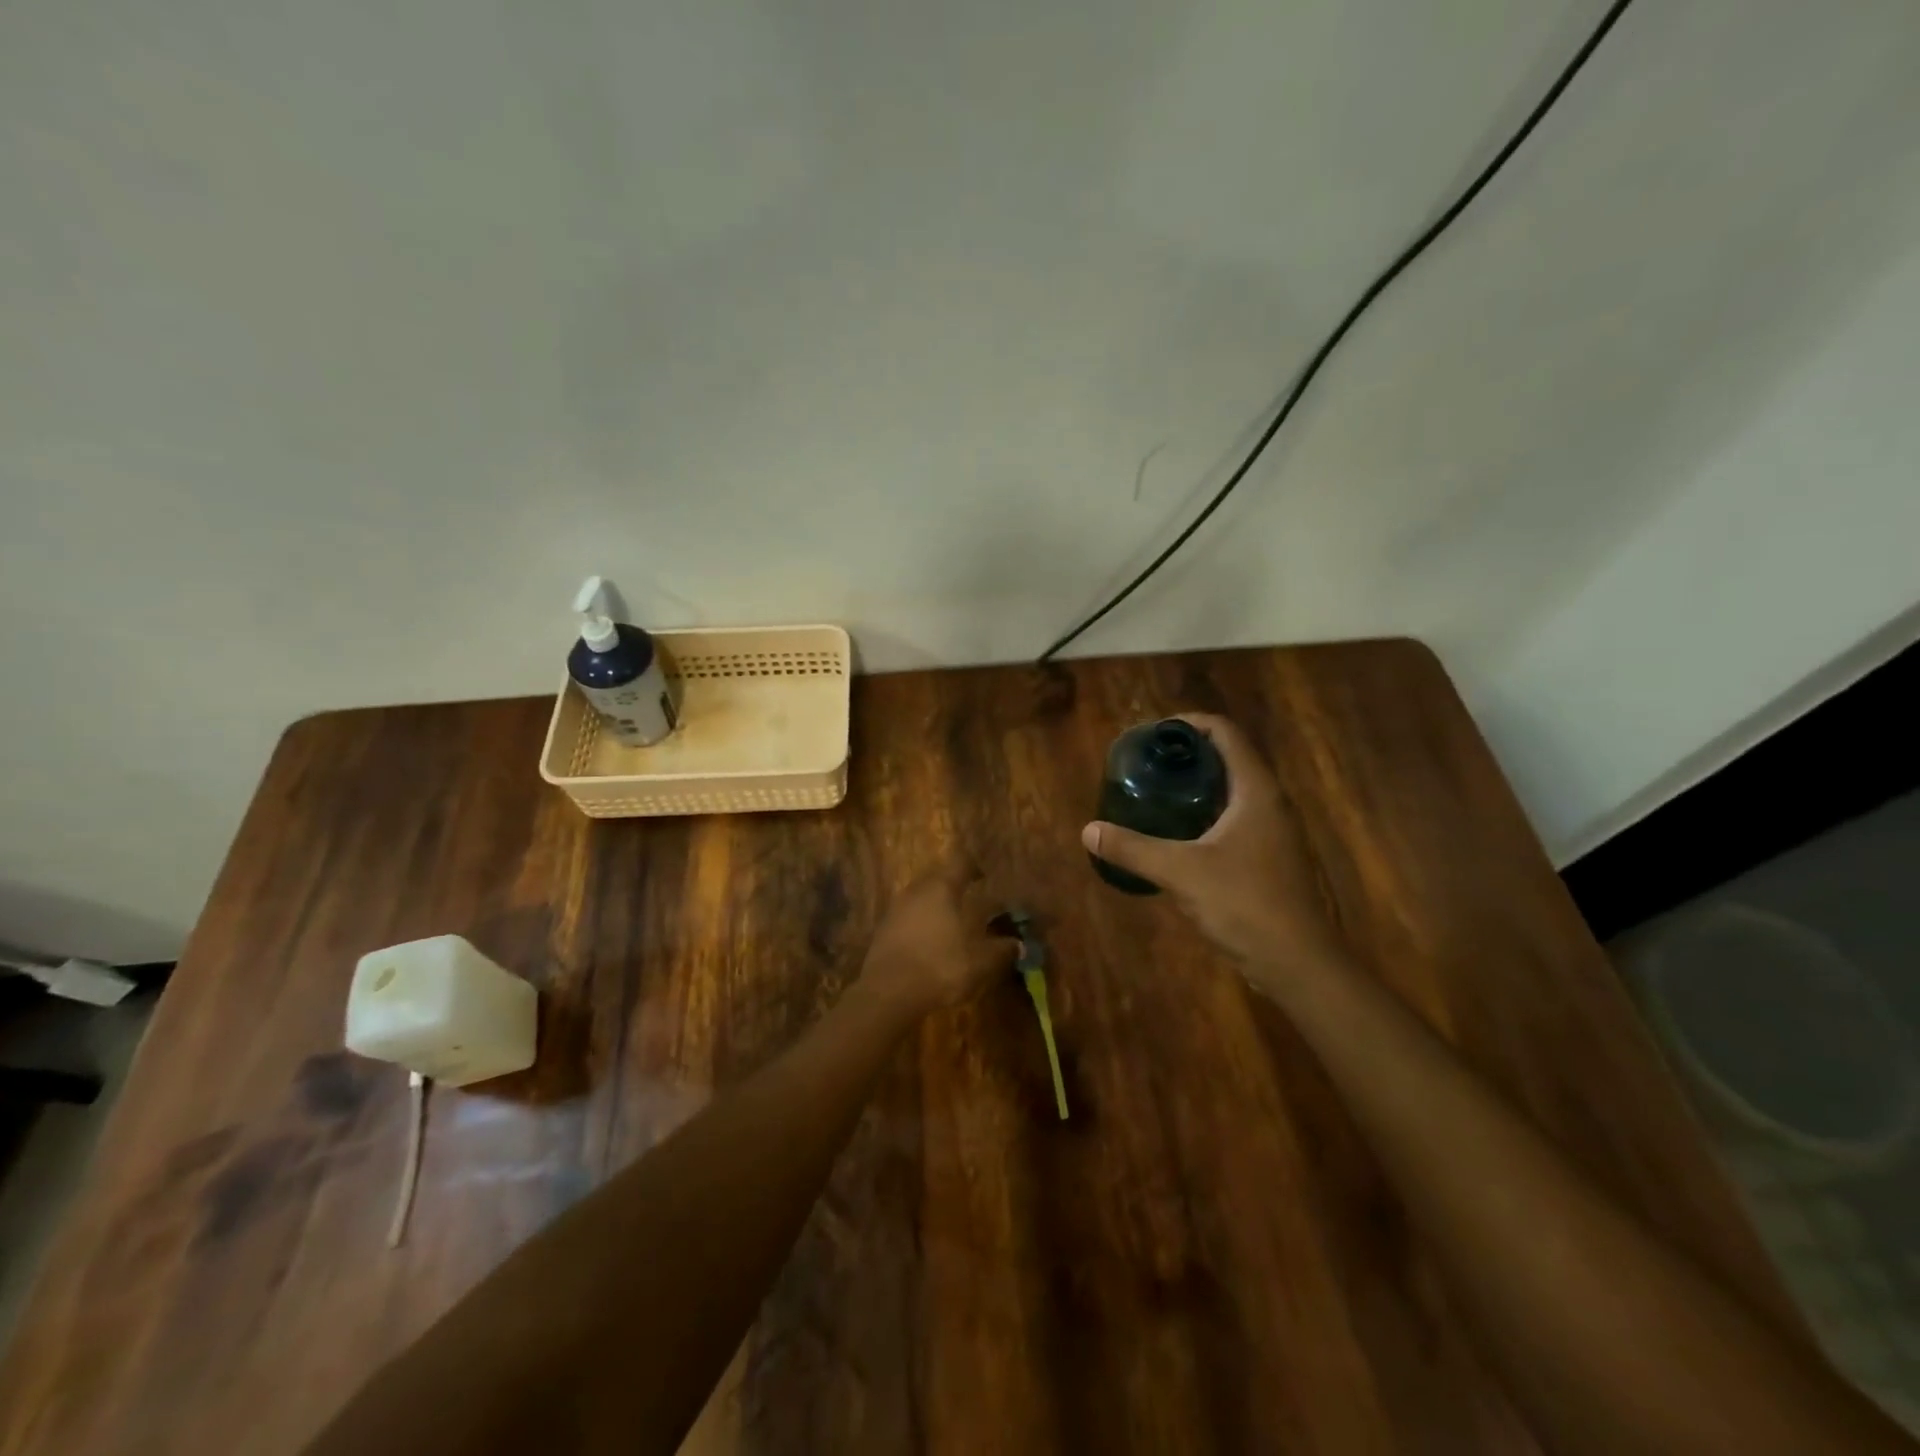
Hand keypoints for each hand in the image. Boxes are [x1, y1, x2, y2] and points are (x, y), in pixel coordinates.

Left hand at [860, 867, 1019, 1016]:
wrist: (889, 992)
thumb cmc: (940, 966)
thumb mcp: (980, 961)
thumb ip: (1001, 950)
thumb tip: (1019, 945)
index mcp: (942, 888)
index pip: (960, 863)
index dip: (973, 866)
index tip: (984, 876)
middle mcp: (917, 890)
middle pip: (937, 877)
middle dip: (953, 885)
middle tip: (970, 898)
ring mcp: (896, 908)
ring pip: (920, 897)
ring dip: (935, 905)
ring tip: (951, 921)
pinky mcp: (883, 929)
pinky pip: (907, 917)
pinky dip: (920, 923)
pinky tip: (930, 941)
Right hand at [1081, 713, 1341, 983]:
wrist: (1297, 963)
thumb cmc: (1245, 904)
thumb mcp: (1180, 872)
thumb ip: (1133, 848)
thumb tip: (1088, 830)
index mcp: (1255, 790)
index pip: (1225, 733)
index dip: (1189, 723)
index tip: (1152, 733)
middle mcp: (1269, 802)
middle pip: (1228, 758)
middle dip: (1187, 755)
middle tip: (1146, 762)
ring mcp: (1272, 832)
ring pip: (1231, 791)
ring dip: (1196, 785)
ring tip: (1154, 791)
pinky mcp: (1268, 858)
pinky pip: (1233, 819)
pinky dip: (1203, 814)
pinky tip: (1175, 834)